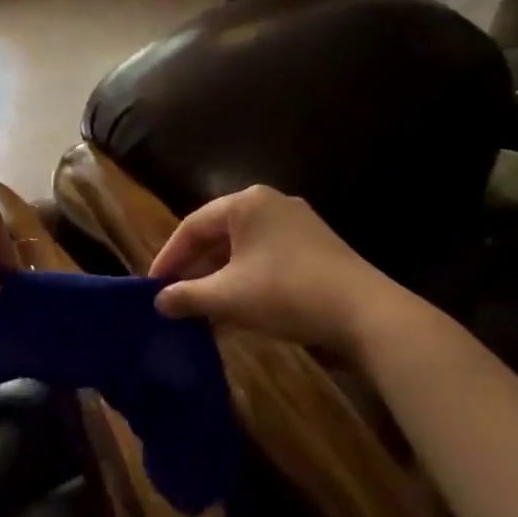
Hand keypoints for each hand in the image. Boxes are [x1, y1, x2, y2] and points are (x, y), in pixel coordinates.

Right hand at [150, 186, 402, 351]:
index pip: (192, 226)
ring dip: (220, 277)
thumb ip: (187, 296)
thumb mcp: (228, 297)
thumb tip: (159, 302)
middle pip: (219, 234)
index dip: (168, 257)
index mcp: (245, 203)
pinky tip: (239, 308)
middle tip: (175, 297)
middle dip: (195, 268)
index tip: (152, 287)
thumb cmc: (286, 293)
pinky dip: (247, 279)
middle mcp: (271, 204)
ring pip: (243, 248)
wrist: (365, 313)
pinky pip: (267, 257)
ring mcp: (298, 224)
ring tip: (202, 307)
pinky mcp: (317, 247)